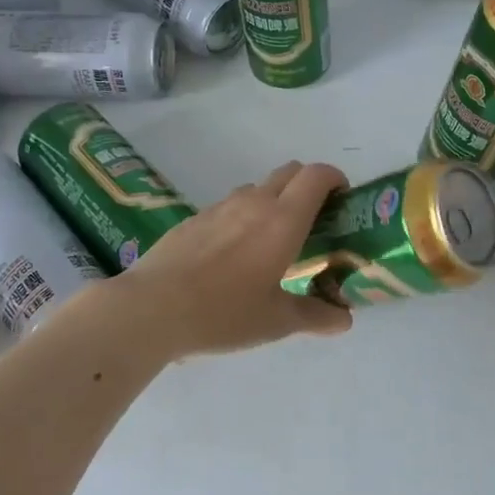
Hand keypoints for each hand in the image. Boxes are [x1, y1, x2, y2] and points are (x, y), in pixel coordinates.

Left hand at [118, 161, 353, 356]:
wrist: (151, 309)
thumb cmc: (223, 313)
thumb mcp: (276, 322)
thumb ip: (315, 316)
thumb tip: (344, 320)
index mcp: (282, 220)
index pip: (317, 175)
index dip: (335, 179)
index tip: (342, 201)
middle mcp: (253, 202)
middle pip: (289, 172)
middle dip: (307, 187)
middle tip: (313, 224)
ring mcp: (219, 207)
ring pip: (256, 188)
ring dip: (273, 202)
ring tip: (271, 243)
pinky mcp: (193, 219)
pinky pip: (228, 207)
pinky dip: (242, 218)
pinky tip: (231, 257)